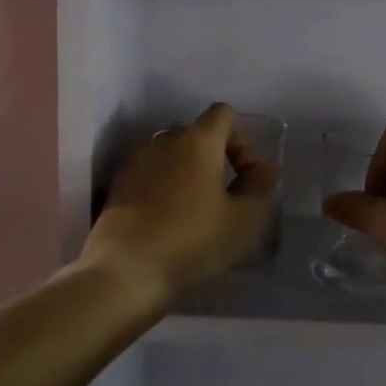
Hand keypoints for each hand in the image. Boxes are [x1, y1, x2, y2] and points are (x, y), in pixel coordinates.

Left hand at [84, 103, 278, 299]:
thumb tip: (266, 167)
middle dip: (215, 156)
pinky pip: (151, 175)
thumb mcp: (243, 219)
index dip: (242, 139)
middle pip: (196, 133)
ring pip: (171, 155)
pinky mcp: (118, 187)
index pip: (223, 114)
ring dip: (188, 173)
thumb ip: (259, 187)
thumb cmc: (192, 239)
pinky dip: (165, 188)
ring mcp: (137, 162)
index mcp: (198, 140)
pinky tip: (170, 221)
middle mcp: (165, 141)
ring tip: (198, 209)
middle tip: (227, 194)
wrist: (124, 272)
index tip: (247, 175)